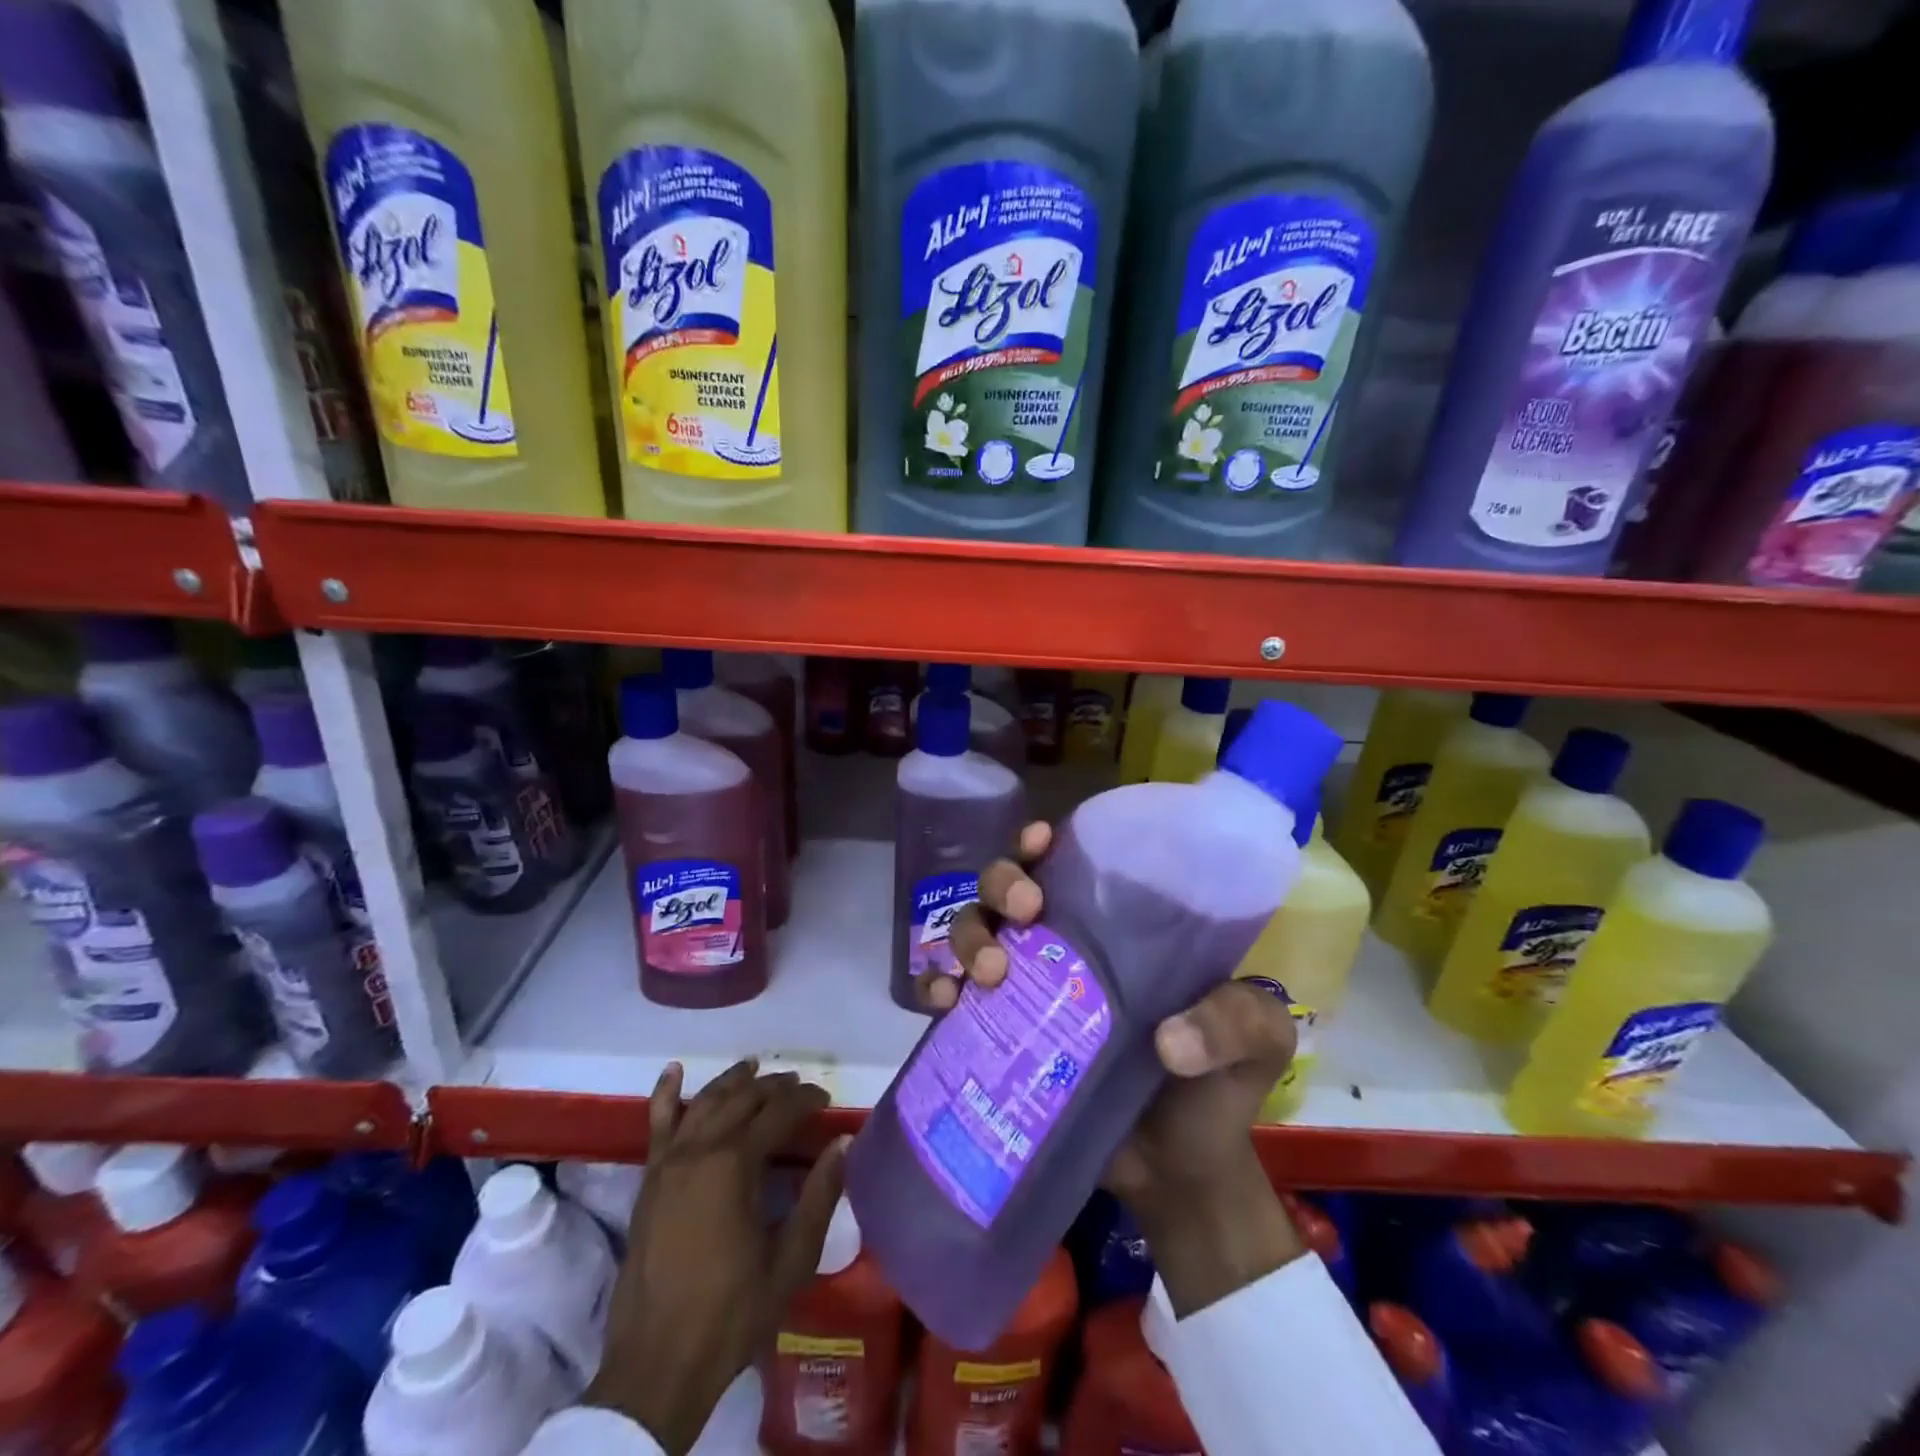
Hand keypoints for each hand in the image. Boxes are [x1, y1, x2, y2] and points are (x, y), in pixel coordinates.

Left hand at [585, 1059, 845, 1455]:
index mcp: (736, 1165)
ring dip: (733, 1081)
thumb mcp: (790, 1260)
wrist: (656, 1366)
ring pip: (705, 1102)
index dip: (806, 1100)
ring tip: (755, 1068)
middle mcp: (700, 1150)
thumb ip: (819, 1196)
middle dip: (774, 1087)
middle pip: (742, 1099)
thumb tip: (843, 1143)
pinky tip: (674, 1071)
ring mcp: (669, 1162)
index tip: (826, 1099)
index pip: (779, 1113)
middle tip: (799, 1086)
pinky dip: (665, 1093)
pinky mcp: (649, 1180)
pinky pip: (657, 1124)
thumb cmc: (732, 1314)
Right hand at [934, 822, 1306, 1317]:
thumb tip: (1167, 1042)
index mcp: (1116, 928)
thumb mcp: (1256, 1041)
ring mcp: (1024, 990)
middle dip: (1001, 884)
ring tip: (989, 974)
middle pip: (1006, 888)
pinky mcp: (997, 1037)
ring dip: (968, 935)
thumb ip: (1233, 1024)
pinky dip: (937, 987)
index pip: (1068, 864)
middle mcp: (1061, 946)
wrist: (1179, 1175)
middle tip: (1024, 912)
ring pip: (972, 930)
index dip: (1041, 843)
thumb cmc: (1218, 1089)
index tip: (1039, 843)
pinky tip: (944, 1001)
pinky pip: (952, 997)